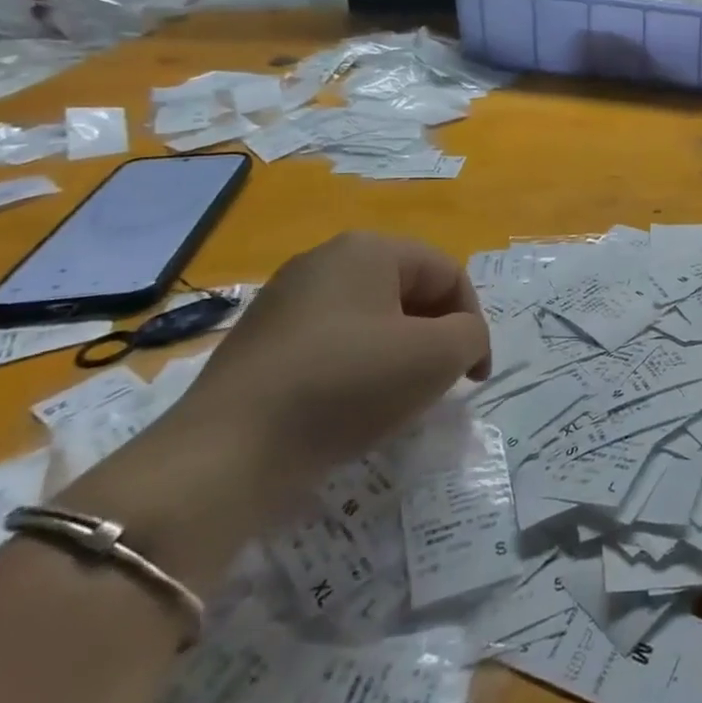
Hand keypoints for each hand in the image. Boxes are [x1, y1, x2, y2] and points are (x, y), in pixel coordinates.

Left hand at [165, 232, 489, 507]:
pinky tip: (348, 408)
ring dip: (398, 354)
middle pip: (409, 292)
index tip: (474, 378)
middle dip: (435, 336)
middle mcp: (325, 260)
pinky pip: (332, 344)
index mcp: (369, 249)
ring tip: (396, 400)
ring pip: (371, 319)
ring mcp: (285, 299)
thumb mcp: (437, 357)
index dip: (473, 323)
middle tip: (439, 384)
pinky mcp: (260, 341)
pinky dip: (356, 369)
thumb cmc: (346, 386)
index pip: (448, 274)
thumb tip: (459, 339)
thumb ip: (471, 335)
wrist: (226, 453)